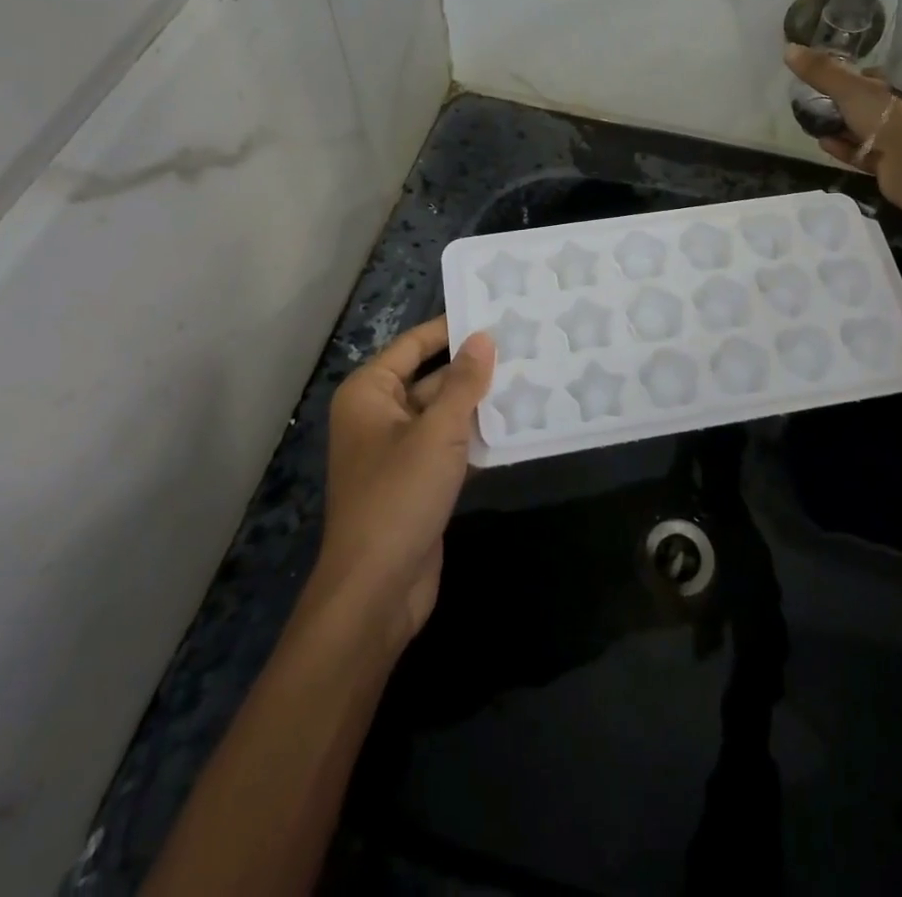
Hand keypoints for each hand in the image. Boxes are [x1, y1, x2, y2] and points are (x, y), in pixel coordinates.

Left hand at [313, 317, 494, 649]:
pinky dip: (478, 435)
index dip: (452, 328)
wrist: (377, 590)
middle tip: (524, 343)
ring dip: (480, 401)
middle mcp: (380, 415)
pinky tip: (518, 423)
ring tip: (531, 375)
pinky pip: (450, 444)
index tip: (495, 311)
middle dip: (474, 366)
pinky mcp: (418, 480)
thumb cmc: (399, 497)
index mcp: (370, 393)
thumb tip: (484, 337)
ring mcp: (399, 450)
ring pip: (445, 413)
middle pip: (432, 377)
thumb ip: (463, 383)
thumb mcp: (437, 432)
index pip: (415, 345)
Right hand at [784, 45, 901, 197]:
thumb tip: (790, 50)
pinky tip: (826, 144)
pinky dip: (850, 149)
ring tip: (820, 126)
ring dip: (847, 130)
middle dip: (852, 108)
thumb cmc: (896, 118)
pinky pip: (873, 155)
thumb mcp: (853, 89)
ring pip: (877, 132)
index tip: (844, 80)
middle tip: (826, 105)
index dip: (868, 77)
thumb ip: (823, 72)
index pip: (896, 75)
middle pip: (883, 105)